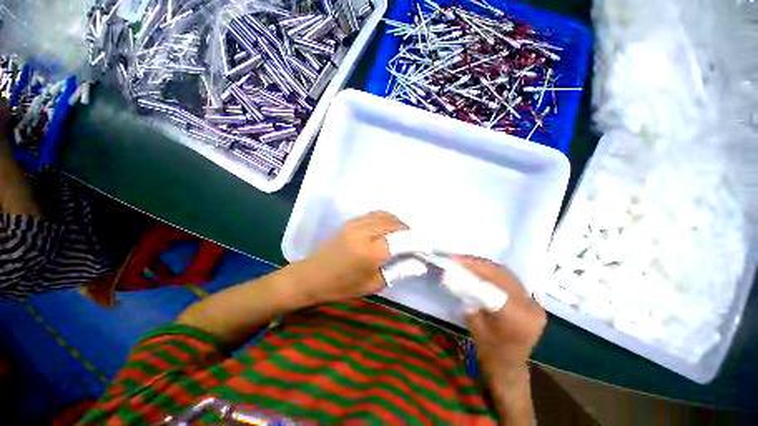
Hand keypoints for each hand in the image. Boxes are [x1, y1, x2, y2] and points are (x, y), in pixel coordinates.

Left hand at [299, 211, 408, 304]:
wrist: (312, 275)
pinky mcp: (351, 221)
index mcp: (371, 252)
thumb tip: (418, 262)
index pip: (402, 240)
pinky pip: (375, 214)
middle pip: (395, 224)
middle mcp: (365, 232)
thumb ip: (398, 271)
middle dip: (409, 231)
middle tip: (414, 242)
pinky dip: (386, 219)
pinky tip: (388, 228)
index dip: (418, 242)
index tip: (426, 247)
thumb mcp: (373, 285)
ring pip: (386, 216)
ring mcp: (356, 223)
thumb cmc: (342, 286)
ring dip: (398, 223)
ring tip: (403, 235)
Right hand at [459, 256, 545, 374]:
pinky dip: (494, 273)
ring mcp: (534, 303)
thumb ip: (469, 297)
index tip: (456, 260)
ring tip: (467, 261)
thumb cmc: (490, 351)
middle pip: (502, 275)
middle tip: (459, 258)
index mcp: (517, 316)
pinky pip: (510, 281)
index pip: (494, 282)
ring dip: (485, 266)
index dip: (474, 267)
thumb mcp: (475, 323)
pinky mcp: (532, 302)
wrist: (509, 367)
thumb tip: (456, 273)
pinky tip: (481, 269)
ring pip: (507, 274)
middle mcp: (531, 306)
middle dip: (478, 263)